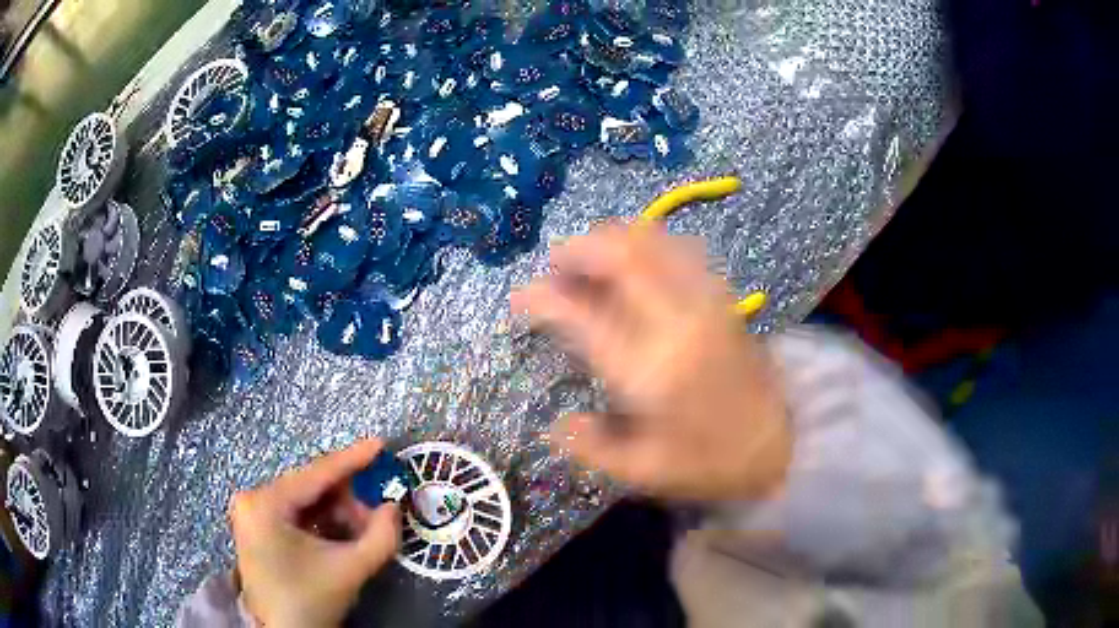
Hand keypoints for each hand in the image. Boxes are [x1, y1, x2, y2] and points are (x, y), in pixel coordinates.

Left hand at [228, 439, 400, 627]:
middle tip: (377, 514)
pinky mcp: (258, 527)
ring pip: (305, 501)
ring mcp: (252, 513)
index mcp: (266, 503)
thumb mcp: (350, 570)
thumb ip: (380, 537)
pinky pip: (296, 514)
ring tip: (361, 533)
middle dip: (347, 499)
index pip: (315, 474)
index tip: (380, 445)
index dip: (351, 459)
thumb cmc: (310, 601)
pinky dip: (322, 522)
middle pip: (310, 487)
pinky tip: (341, 536)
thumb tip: (394, 507)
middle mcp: (253, 499)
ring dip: (337, 513)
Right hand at [513, 224, 790, 500]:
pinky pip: (682, 249)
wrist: (780, 443)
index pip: (583, 316)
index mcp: (649, 370)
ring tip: (591, 257)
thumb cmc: (710, 462)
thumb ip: (592, 448)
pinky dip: (650, 243)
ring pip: (654, 241)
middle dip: (579, 249)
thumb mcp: (644, 473)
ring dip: (614, 239)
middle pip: (622, 255)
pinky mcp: (723, 298)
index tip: (522, 298)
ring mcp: (705, 302)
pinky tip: (638, 262)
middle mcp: (677, 322)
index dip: (543, 298)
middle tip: (556, 264)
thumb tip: (556, 424)